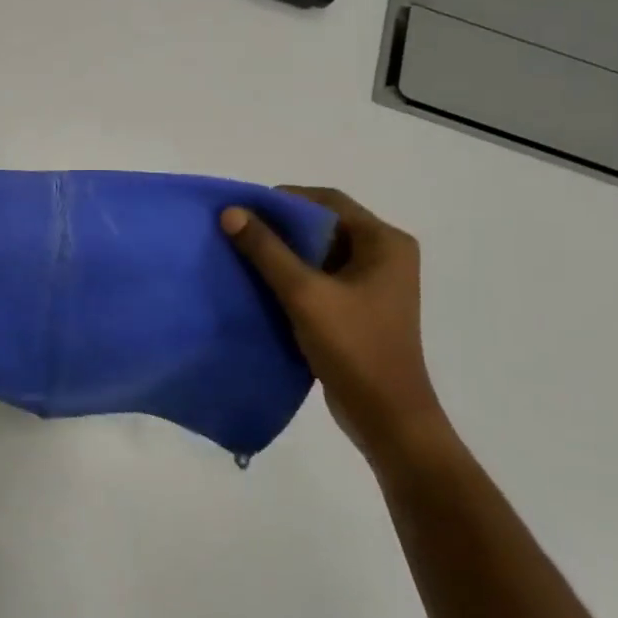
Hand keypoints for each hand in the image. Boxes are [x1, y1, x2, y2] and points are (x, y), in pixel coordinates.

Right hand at [222, 189, 448, 466]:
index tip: (245, 209)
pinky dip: (294, 276)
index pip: (329, 201)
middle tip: (239, 232)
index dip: (285, 200)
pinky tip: (263, 285)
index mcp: (385, 242)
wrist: (386, 417)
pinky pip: (323, 277)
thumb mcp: (304, 294)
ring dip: (285, 253)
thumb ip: (267, 251)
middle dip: (282, 227)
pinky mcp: (361, 307)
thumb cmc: (353, 347)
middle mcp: (386, 255)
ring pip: (321, 253)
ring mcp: (375, 284)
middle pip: (325, 225)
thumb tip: (231, 212)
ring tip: (244, 255)